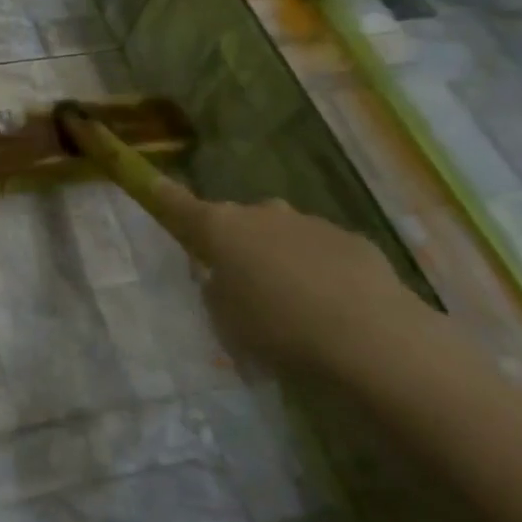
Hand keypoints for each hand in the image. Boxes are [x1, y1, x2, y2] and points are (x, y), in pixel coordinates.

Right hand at [150, 179, 439, 381]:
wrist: (372, 340)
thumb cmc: (277, 328)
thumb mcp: (224, 319)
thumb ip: (217, 290)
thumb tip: (225, 278)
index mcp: (220, 227)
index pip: (179, 204)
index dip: (162, 196)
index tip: (149, 182)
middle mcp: (262, 214)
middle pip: (237, 221)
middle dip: (236, 243)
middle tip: (239, 282)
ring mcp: (311, 223)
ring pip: (282, 235)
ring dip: (278, 258)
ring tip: (291, 304)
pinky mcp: (353, 241)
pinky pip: (321, 252)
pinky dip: (317, 271)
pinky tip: (331, 308)